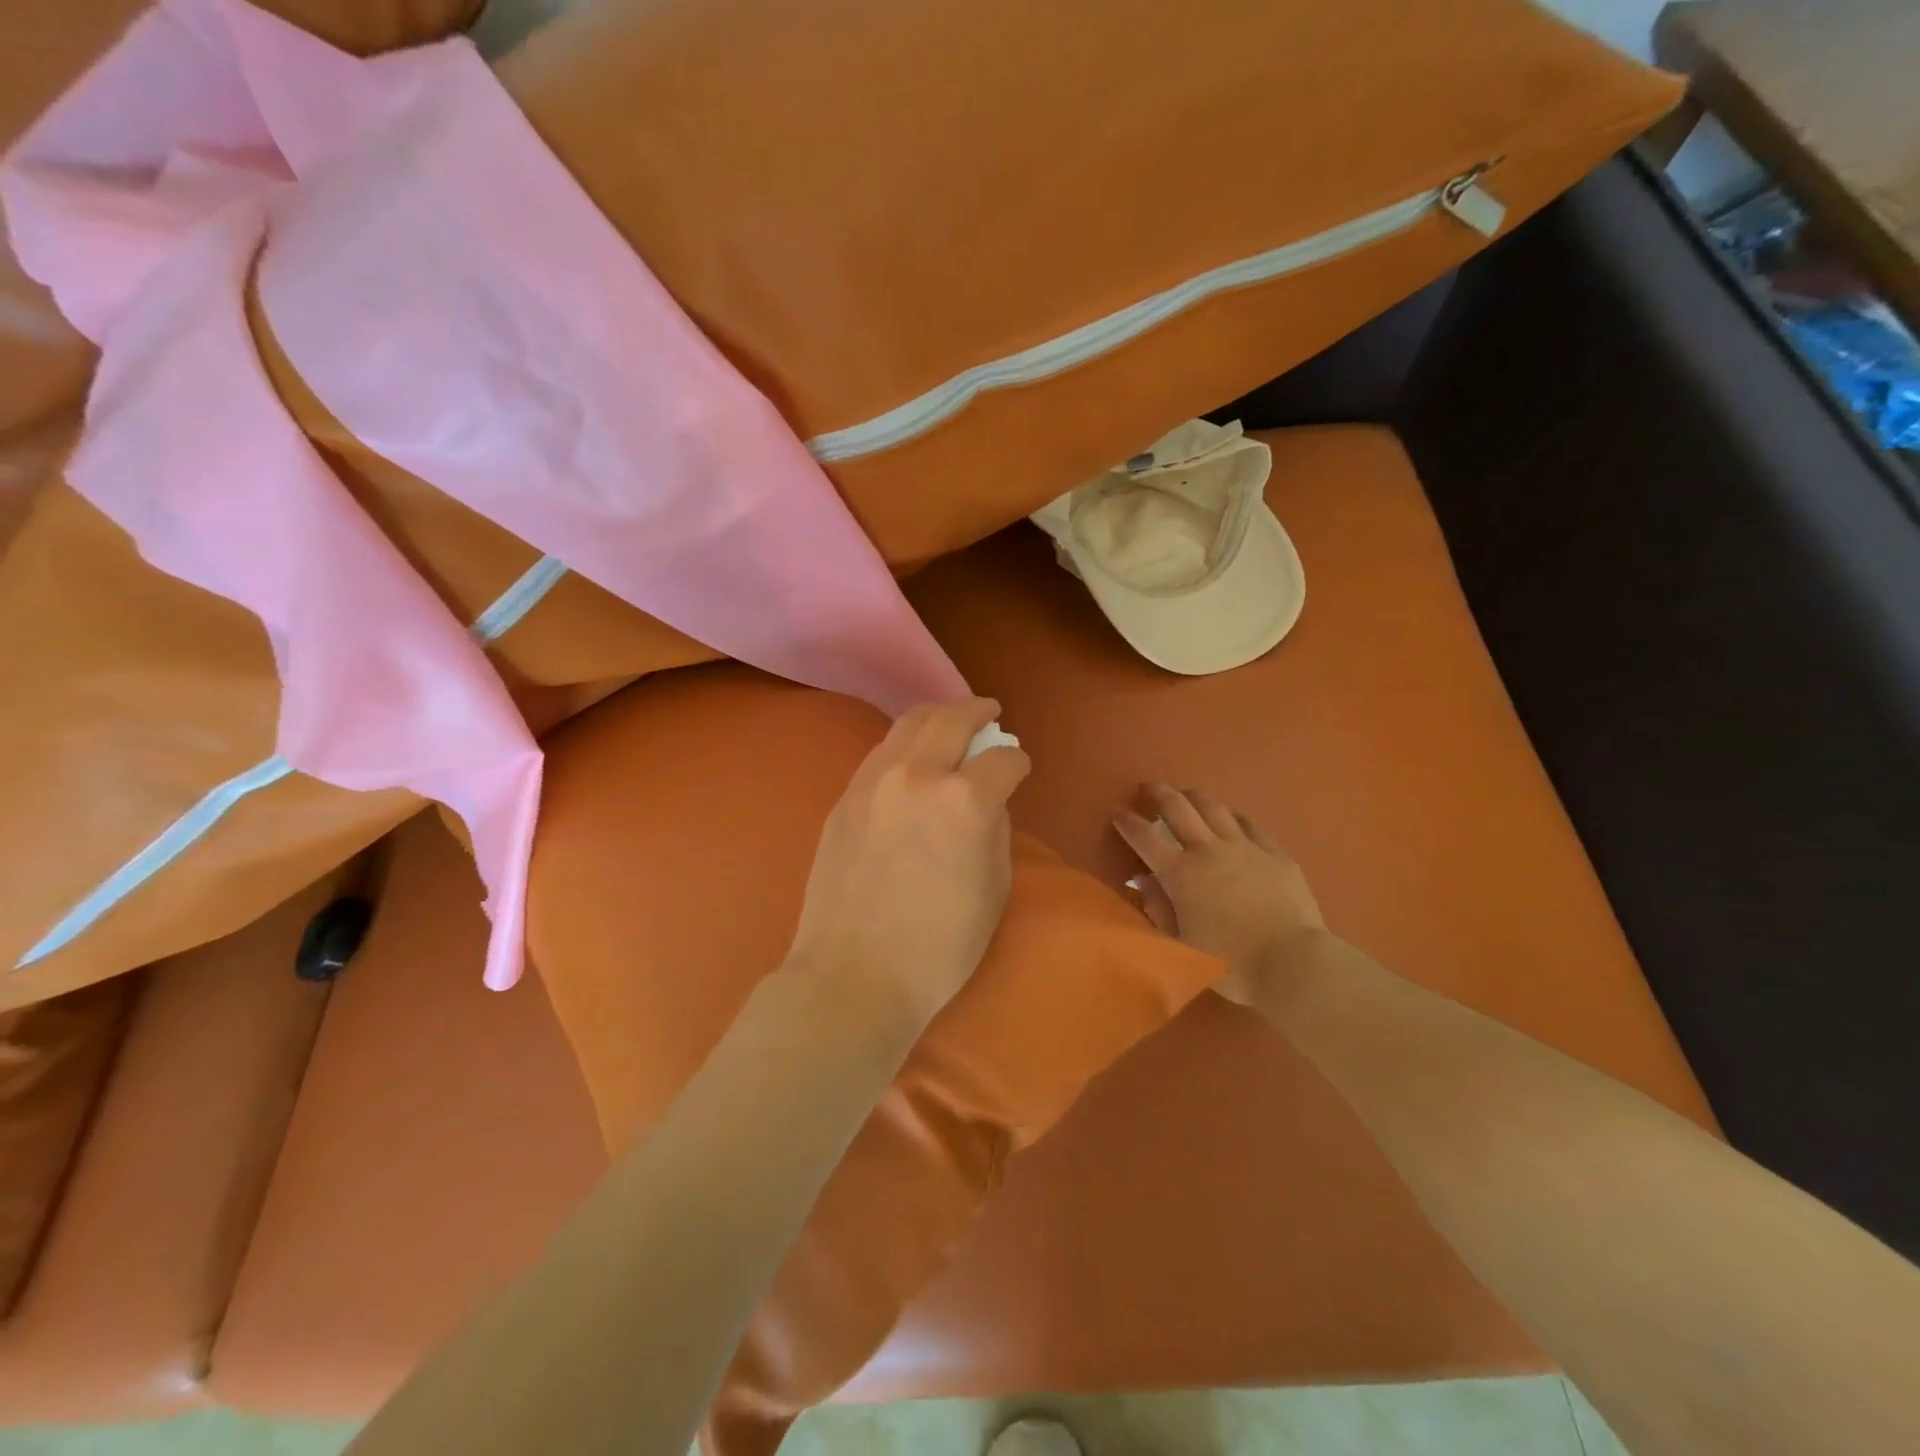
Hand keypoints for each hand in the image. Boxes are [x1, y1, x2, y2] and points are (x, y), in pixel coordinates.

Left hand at [785, 698, 1031, 1035]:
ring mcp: (874, 782)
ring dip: (937, 716)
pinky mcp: (845, 797)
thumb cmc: (939, 947)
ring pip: (908, 724)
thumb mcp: (993, 890)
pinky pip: (880, 752)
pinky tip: (912, 756)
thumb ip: (995, 832)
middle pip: (952, 719)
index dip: (1017, 762)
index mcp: (964, 801)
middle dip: (977, 711)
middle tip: (989, 712)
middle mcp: (918, 775)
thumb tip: (988, 802)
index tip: (1019, 768)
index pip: (1002, 760)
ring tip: (950, 720)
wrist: (854, 974)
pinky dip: (904, 743)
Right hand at [1114, 784, 1325, 1006]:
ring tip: (1188, 796)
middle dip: (1160, 794)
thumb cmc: (1232, 963)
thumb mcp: (1183, 945)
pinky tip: (1233, 820)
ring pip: (1215, 808)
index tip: (1118, 813)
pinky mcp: (1276, 853)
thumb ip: (1159, 909)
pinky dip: (1234, 817)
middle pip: (1179, 809)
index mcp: (1181, 874)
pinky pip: (1250, 824)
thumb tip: (1144, 881)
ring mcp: (1245, 847)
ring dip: (1196, 798)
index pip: (1145, 838)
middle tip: (1150, 787)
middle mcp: (1209, 850)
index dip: (1128, 823)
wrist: (1294, 963)